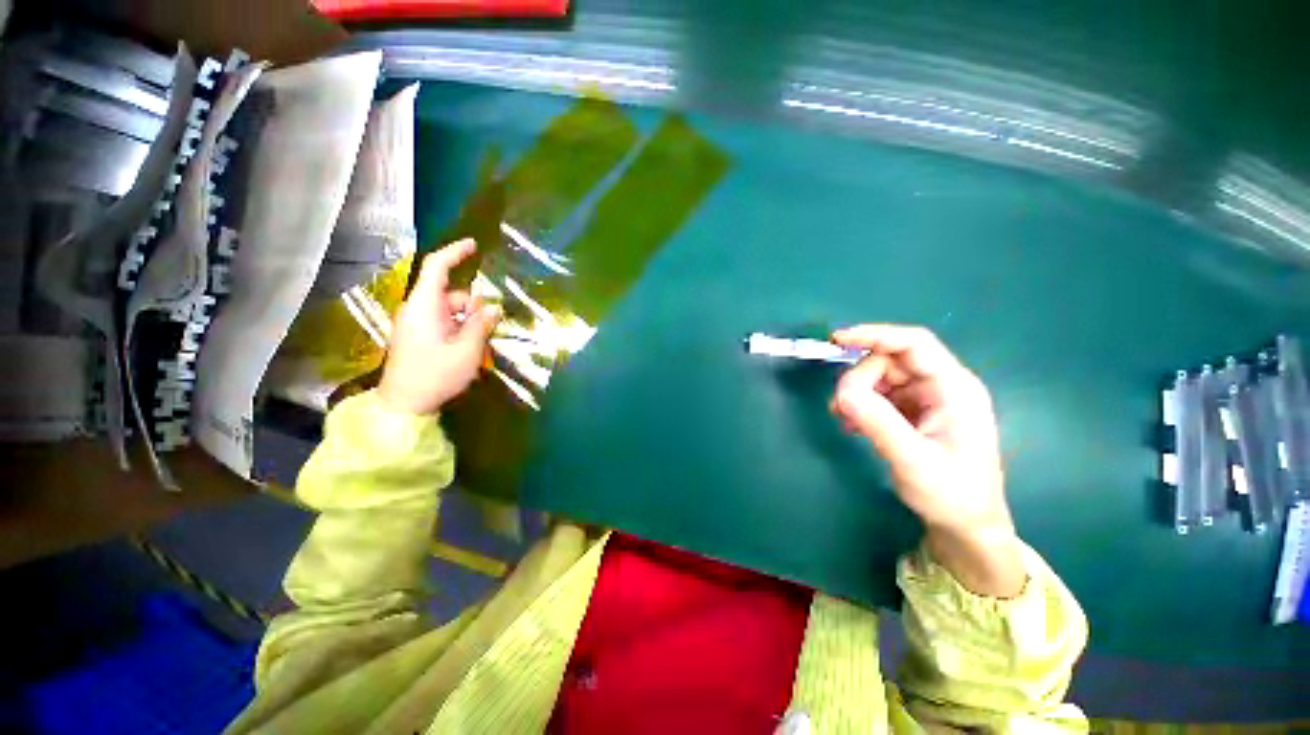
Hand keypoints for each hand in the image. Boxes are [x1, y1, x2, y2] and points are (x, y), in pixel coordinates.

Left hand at [378, 239, 500, 415]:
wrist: (404, 405)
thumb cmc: (435, 375)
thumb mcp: (466, 350)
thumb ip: (480, 325)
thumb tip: (493, 308)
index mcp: (424, 307)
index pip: (437, 268)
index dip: (455, 252)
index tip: (474, 245)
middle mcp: (417, 310)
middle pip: (450, 293)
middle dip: (472, 304)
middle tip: (491, 325)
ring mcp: (415, 324)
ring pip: (449, 310)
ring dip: (468, 320)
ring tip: (480, 343)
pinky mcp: (417, 337)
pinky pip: (443, 322)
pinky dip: (459, 328)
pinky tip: (469, 347)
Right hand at [830, 324, 1023, 596]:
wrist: (965, 525)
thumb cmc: (951, 493)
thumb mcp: (913, 458)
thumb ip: (877, 421)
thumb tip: (841, 391)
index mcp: (954, 388)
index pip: (914, 344)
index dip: (875, 335)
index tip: (837, 340)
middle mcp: (941, 386)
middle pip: (890, 361)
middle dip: (861, 377)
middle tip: (842, 406)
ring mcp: (926, 399)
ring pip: (881, 378)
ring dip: (857, 393)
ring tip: (844, 419)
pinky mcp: (913, 413)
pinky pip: (879, 396)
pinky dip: (861, 405)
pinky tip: (852, 425)